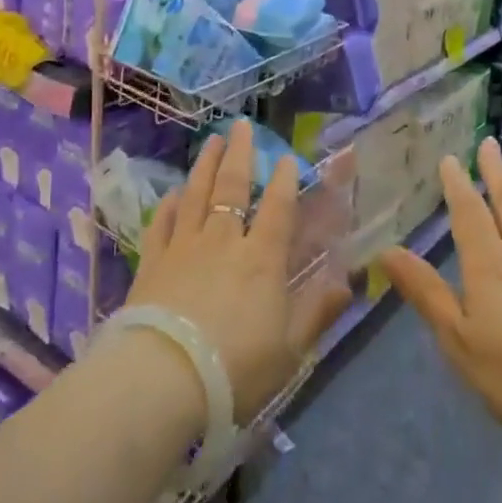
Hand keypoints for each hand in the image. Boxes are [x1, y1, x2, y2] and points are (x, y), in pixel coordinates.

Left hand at [124, 120, 350, 422]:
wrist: (164, 377)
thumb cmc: (236, 368)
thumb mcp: (290, 350)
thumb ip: (317, 312)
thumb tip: (348, 282)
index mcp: (262, 259)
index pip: (277, 209)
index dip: (284, 181)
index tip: (287, 157)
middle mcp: (223, 241)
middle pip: (232, 187)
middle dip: (240, 154)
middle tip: (241, 125)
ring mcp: (184, 246)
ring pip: (196, 194)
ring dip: (206, 165)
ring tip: (212, 141)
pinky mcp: (153, 260)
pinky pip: (162, 223)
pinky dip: (168, 205)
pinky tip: (172, 193)